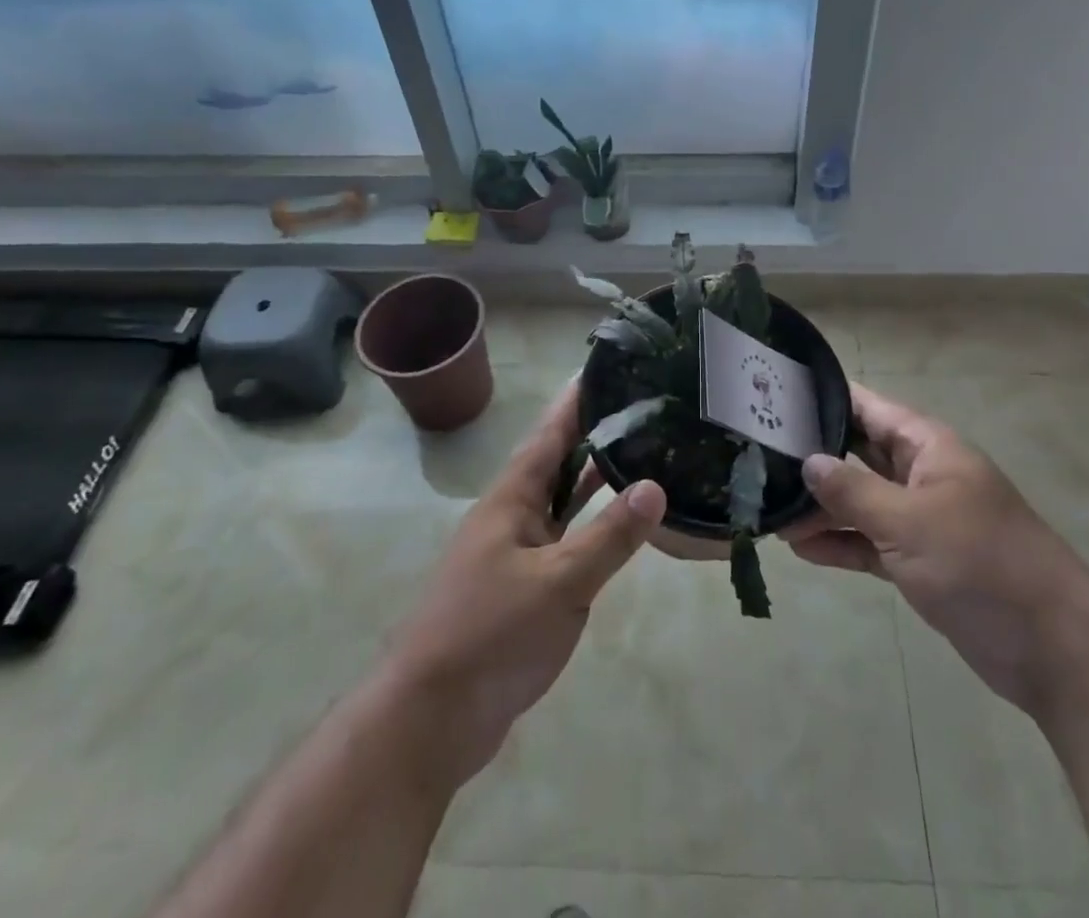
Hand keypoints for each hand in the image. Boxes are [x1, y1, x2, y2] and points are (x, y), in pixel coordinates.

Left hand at [376, 382, 665, 790]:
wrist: (431, 720)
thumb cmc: (490, 636)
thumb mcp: (558, 583)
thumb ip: (609, 536)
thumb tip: (656, 485)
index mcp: (511, 500)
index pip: (549, 434)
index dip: (576, 401)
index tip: (607, 367)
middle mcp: (513, 517)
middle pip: (557, 462)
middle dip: (594, 433)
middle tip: (641, 407)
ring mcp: (518, 554)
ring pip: (563, 503)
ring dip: (595, 479)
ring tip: (642, 451)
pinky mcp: (525, 589)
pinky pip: (567, 541)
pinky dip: (593, 526)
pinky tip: (622, 526)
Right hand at [785, 382, 1088, 710]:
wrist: (1053, 647)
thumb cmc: (981, 563)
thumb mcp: (910, 521)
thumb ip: (853, 490)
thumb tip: (807, 461)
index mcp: (929, 447)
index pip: (868, 408)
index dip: (825, 399)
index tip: (776, 396)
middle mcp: (922, 474)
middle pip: (859, 454)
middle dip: (814, 457)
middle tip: (757, 457)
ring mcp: (922, 519)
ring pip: (861, 501)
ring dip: (822, 508)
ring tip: (770, 512)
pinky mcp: (922, 561)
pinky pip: (871, 542)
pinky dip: (842, 544)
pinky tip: (801, 549)